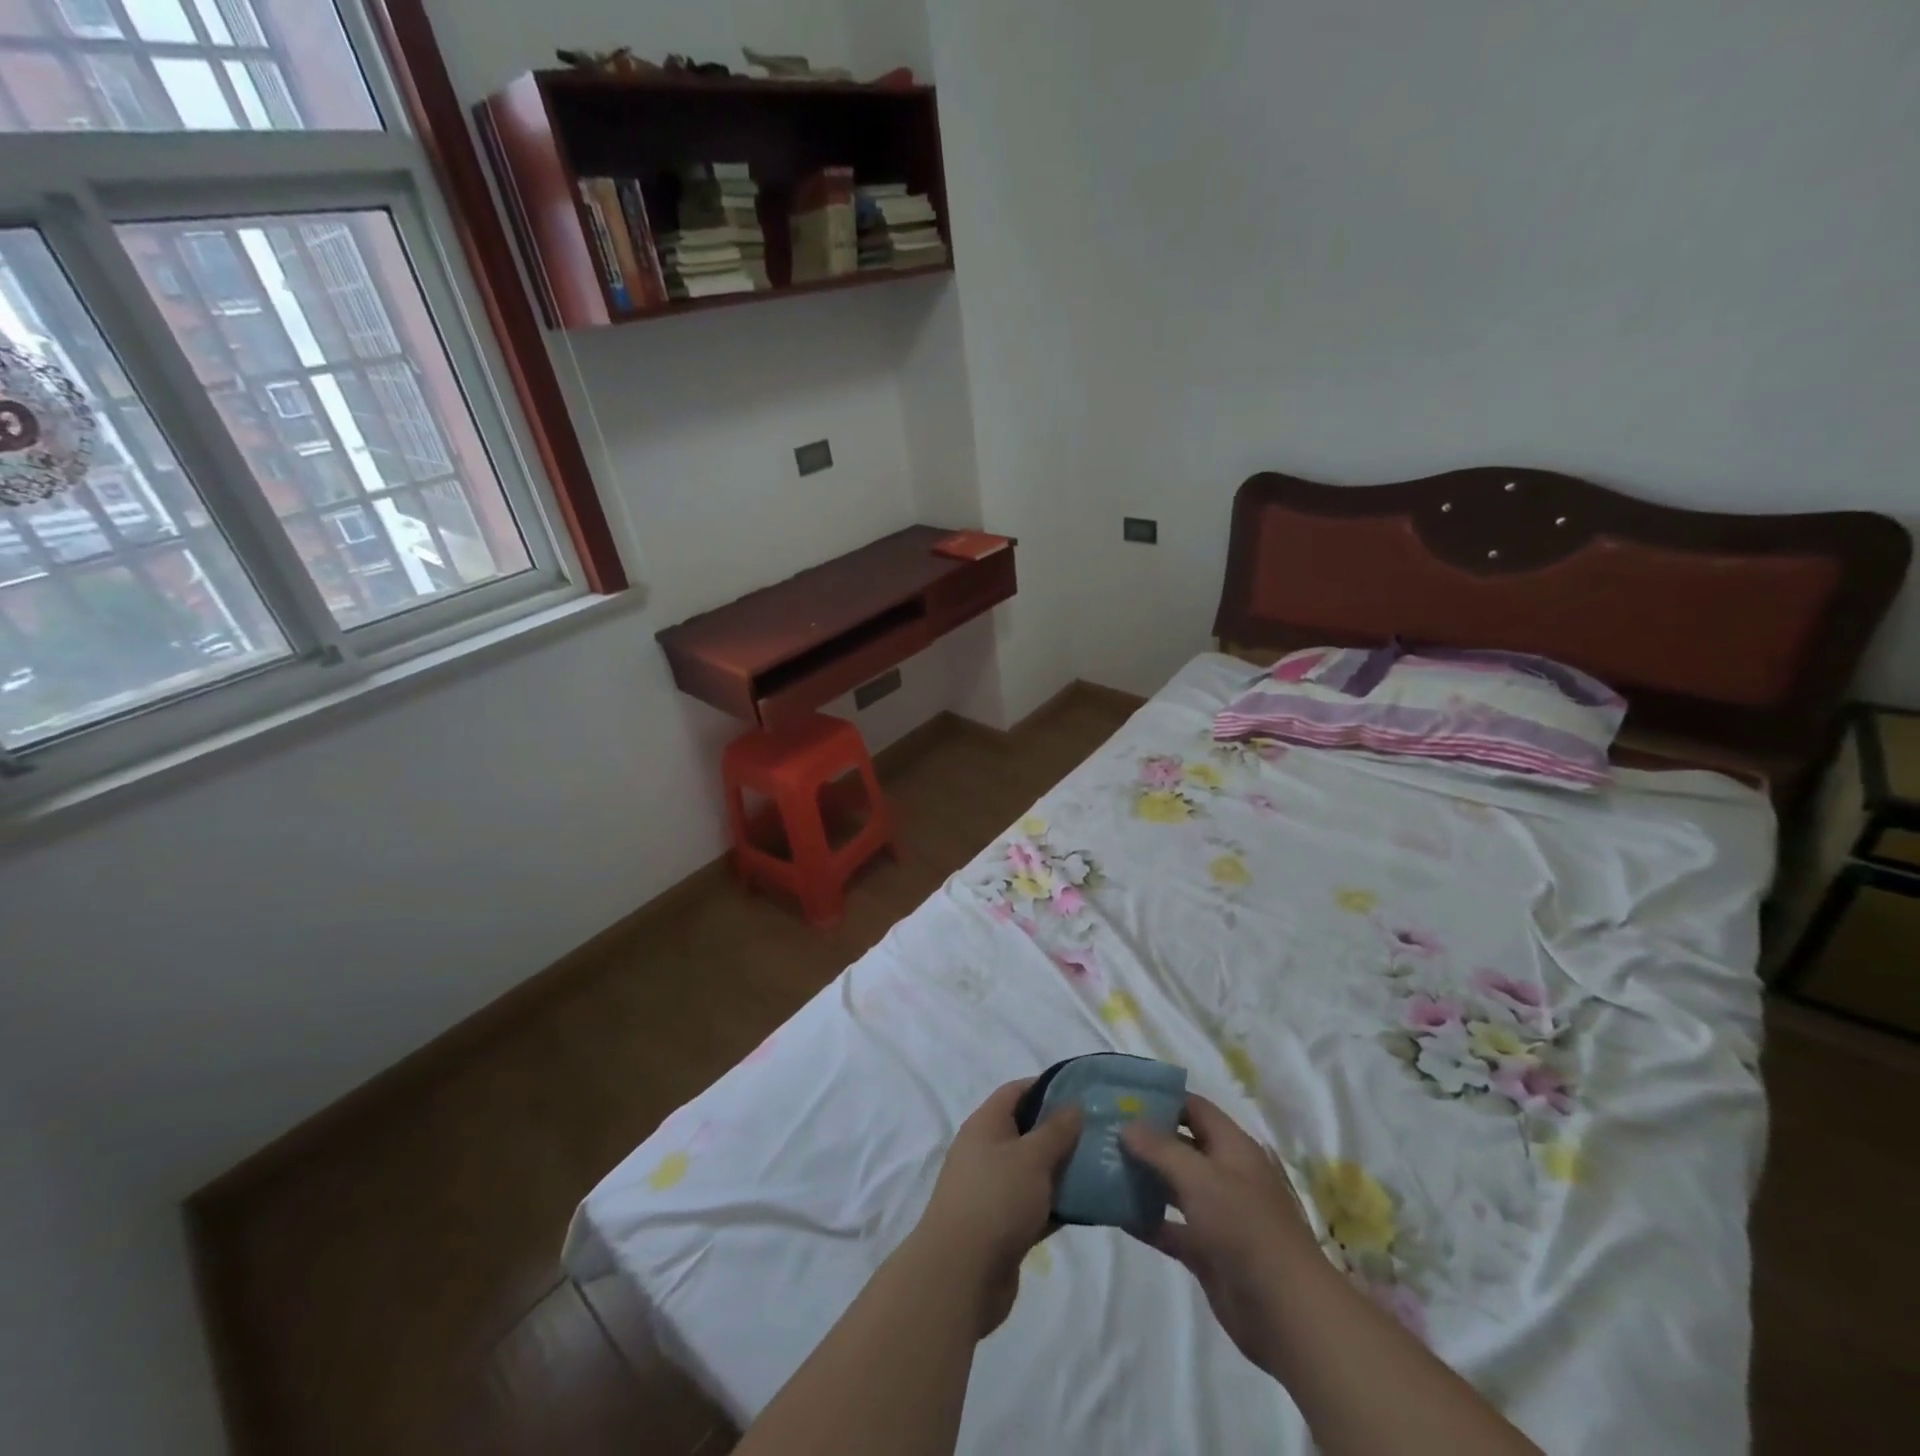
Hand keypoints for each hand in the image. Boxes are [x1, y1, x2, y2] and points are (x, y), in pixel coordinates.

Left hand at [908, 1079, 1083, 1338]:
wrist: (961, 1275)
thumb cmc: (996, 1200)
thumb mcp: (1031, 1157)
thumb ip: (1056, 1130)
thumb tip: (1074, 1104)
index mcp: (985, 1125)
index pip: (1015, 1091)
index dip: (1046, 1086)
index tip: (1082, 1090)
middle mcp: (986, 1152)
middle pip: (1027, 1130)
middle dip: (1061, 1130)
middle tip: (1099, 1131)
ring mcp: (993, 1190)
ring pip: (1034, 1170)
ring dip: (1063, 1169)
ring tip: (1102, 1165)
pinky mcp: (1003, 1226)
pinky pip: (1036, 1205)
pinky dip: (1058, 1204)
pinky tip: (1090, 1205)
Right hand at [1120, 1093, 1320, 1373]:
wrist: (1286, 1313)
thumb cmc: (1246, 1228)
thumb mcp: (1201, 1178)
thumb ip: (1161, 1148)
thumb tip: (1127, 1124)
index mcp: (1233, 1147)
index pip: (1194, 1108)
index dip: (1161, 1098)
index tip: (1122, 1095)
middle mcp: (1225, 1174)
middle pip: (1180, 1145)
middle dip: (1145, 1137)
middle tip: (1103, 1129)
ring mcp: (1216, 1214)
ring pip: (1173, 1186)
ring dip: (1142, 1177)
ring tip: (1101, 1165)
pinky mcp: (1207, 1251)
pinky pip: (1170, 1227)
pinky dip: (1146, 1220)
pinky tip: (1115, 1213)